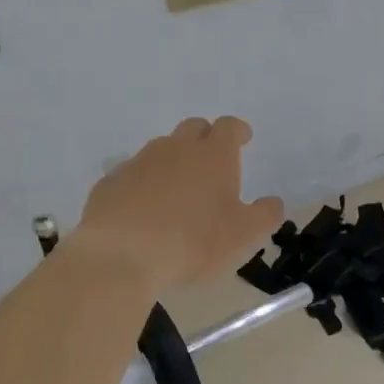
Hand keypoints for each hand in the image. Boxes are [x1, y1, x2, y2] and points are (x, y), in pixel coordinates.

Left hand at [77, 117, 284, 289]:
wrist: (121, 256)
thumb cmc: (193, 243)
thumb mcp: (244, 236)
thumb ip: (265, 215)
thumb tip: (273, 202)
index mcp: (213, 156)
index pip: (229, 127)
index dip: (238, 131)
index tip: (243, 138)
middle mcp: (175, 149)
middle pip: (193, 128)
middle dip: (206, 138)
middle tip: (212, 160)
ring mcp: (138, 163)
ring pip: (161, 149)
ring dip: (173, 161)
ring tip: (178, 189)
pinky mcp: (110, 183)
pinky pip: (132, 174)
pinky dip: (143, 184)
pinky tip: (144, 209)